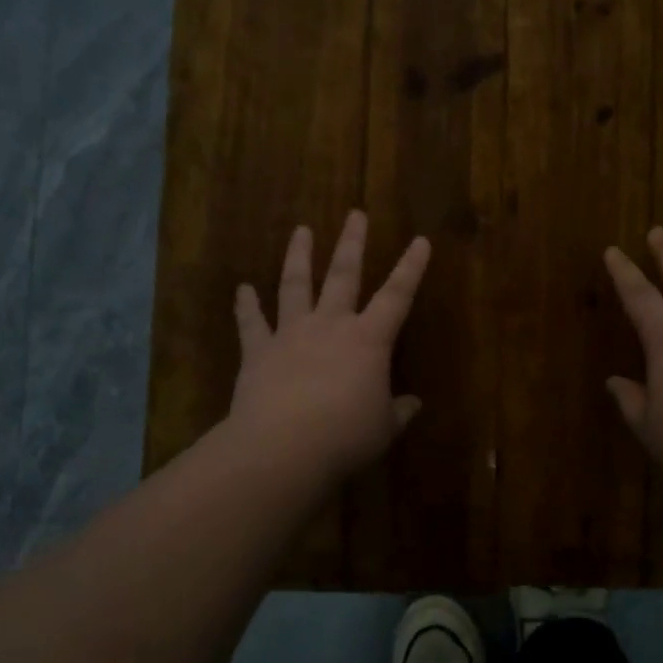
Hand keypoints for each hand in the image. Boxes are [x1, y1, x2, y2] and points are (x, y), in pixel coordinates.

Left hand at [229, 212, 431, 483]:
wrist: (282, 448)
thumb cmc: (344, 437)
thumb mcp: (383, 429)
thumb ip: (398, 412)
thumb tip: (414, 404)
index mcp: (368, 340)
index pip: (397, 296)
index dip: (411, 268)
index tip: (420, 240)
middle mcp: (330, 326)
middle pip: (343, 275)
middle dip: (352, 243)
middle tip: (355, 214)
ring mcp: (291, 334)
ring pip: (296, 285)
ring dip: (299, 256)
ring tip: (301, 230)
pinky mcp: (258, 351)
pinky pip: (251, 323)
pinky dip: (246, 306)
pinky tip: (242, 289)